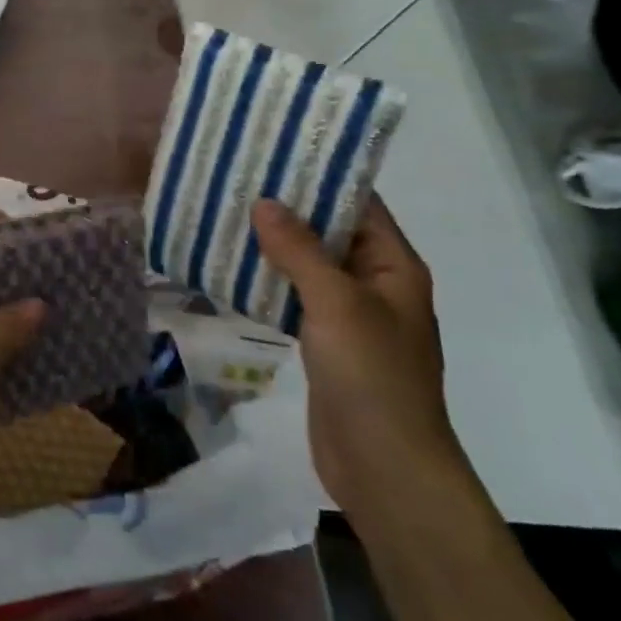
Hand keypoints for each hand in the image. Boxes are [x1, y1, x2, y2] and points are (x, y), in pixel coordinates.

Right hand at [251, 196, 463, 514]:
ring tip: (225, 214)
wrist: (384, 467)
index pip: (360, 205)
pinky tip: (230, 268)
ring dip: (273, 245)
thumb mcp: (337, 303)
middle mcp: (375, 284)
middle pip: (330, 233)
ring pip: (308, 266)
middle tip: (237, 180)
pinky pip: (295, 299)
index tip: (275, 153)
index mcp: (394, 266)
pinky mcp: (325, 343)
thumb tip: (264, 202)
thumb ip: (299, 251)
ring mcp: (349, 316)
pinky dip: (268, 281)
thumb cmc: (372, 376)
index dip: (321, 177)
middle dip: (288, 209)